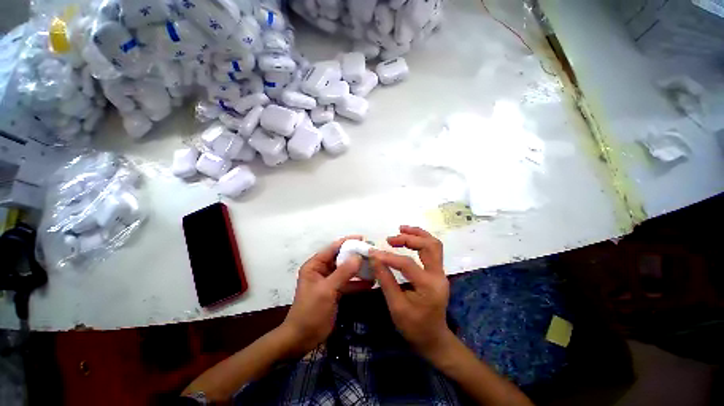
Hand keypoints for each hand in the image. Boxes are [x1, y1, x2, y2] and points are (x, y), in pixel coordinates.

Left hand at [281, 236, 373, 354]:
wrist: (302, 339)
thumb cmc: (310, 311)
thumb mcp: (327, 290)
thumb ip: (343, 272)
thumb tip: (358, 256)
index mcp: (315, 265)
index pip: (333, 248)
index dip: (348, 242)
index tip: (363, 239)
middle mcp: (322, 270)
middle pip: (341, 258)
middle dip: (356, 256)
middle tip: (372, 253)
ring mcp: (329, 281)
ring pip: (346, 270)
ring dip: (359, 269)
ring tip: (374, 266)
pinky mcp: (335, 291)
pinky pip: (348, 282)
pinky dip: (358, 282)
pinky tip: (371, 283)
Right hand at [369, 226, 451, 357]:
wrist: (434, 339)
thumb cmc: (414, 327)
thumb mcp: (396, 307)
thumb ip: (385, 280)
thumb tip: (374, 258)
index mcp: (429, 286)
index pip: (407, 264)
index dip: (388, 257)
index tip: (373, 252)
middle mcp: (439, 275)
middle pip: (429, 245)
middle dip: (409, 238)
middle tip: (390, 239)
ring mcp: (441, 272)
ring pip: (434, 244)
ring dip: (417, 234)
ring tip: (401, 229)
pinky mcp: (438, 272)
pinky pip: (432, 250)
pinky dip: (420, 240)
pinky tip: (409, 238)